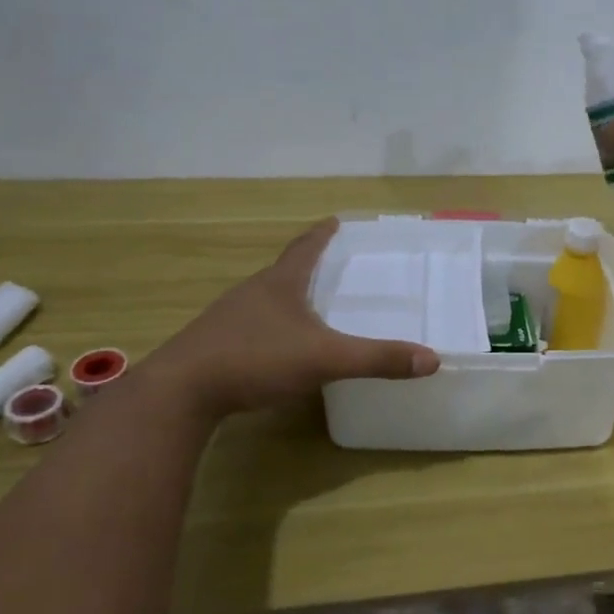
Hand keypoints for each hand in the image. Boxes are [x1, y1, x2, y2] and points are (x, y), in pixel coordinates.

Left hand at [141, 219, 439, 415]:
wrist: (181, 392)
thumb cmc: (255, 359)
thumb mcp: (325, 358)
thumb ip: (377, 359)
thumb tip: (432, 359)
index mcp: (280, 283)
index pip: (305, 248)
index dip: (322, 234)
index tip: (335, 220)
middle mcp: (253, 292)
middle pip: (285, 270)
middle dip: (309, 266)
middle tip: (335, 267)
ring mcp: (229, 318)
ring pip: (266, 299)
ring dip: (289, 297)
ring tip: (311, 306)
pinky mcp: (216, 345)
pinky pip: (253, 326)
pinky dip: (273, 327)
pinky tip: (280, 347)